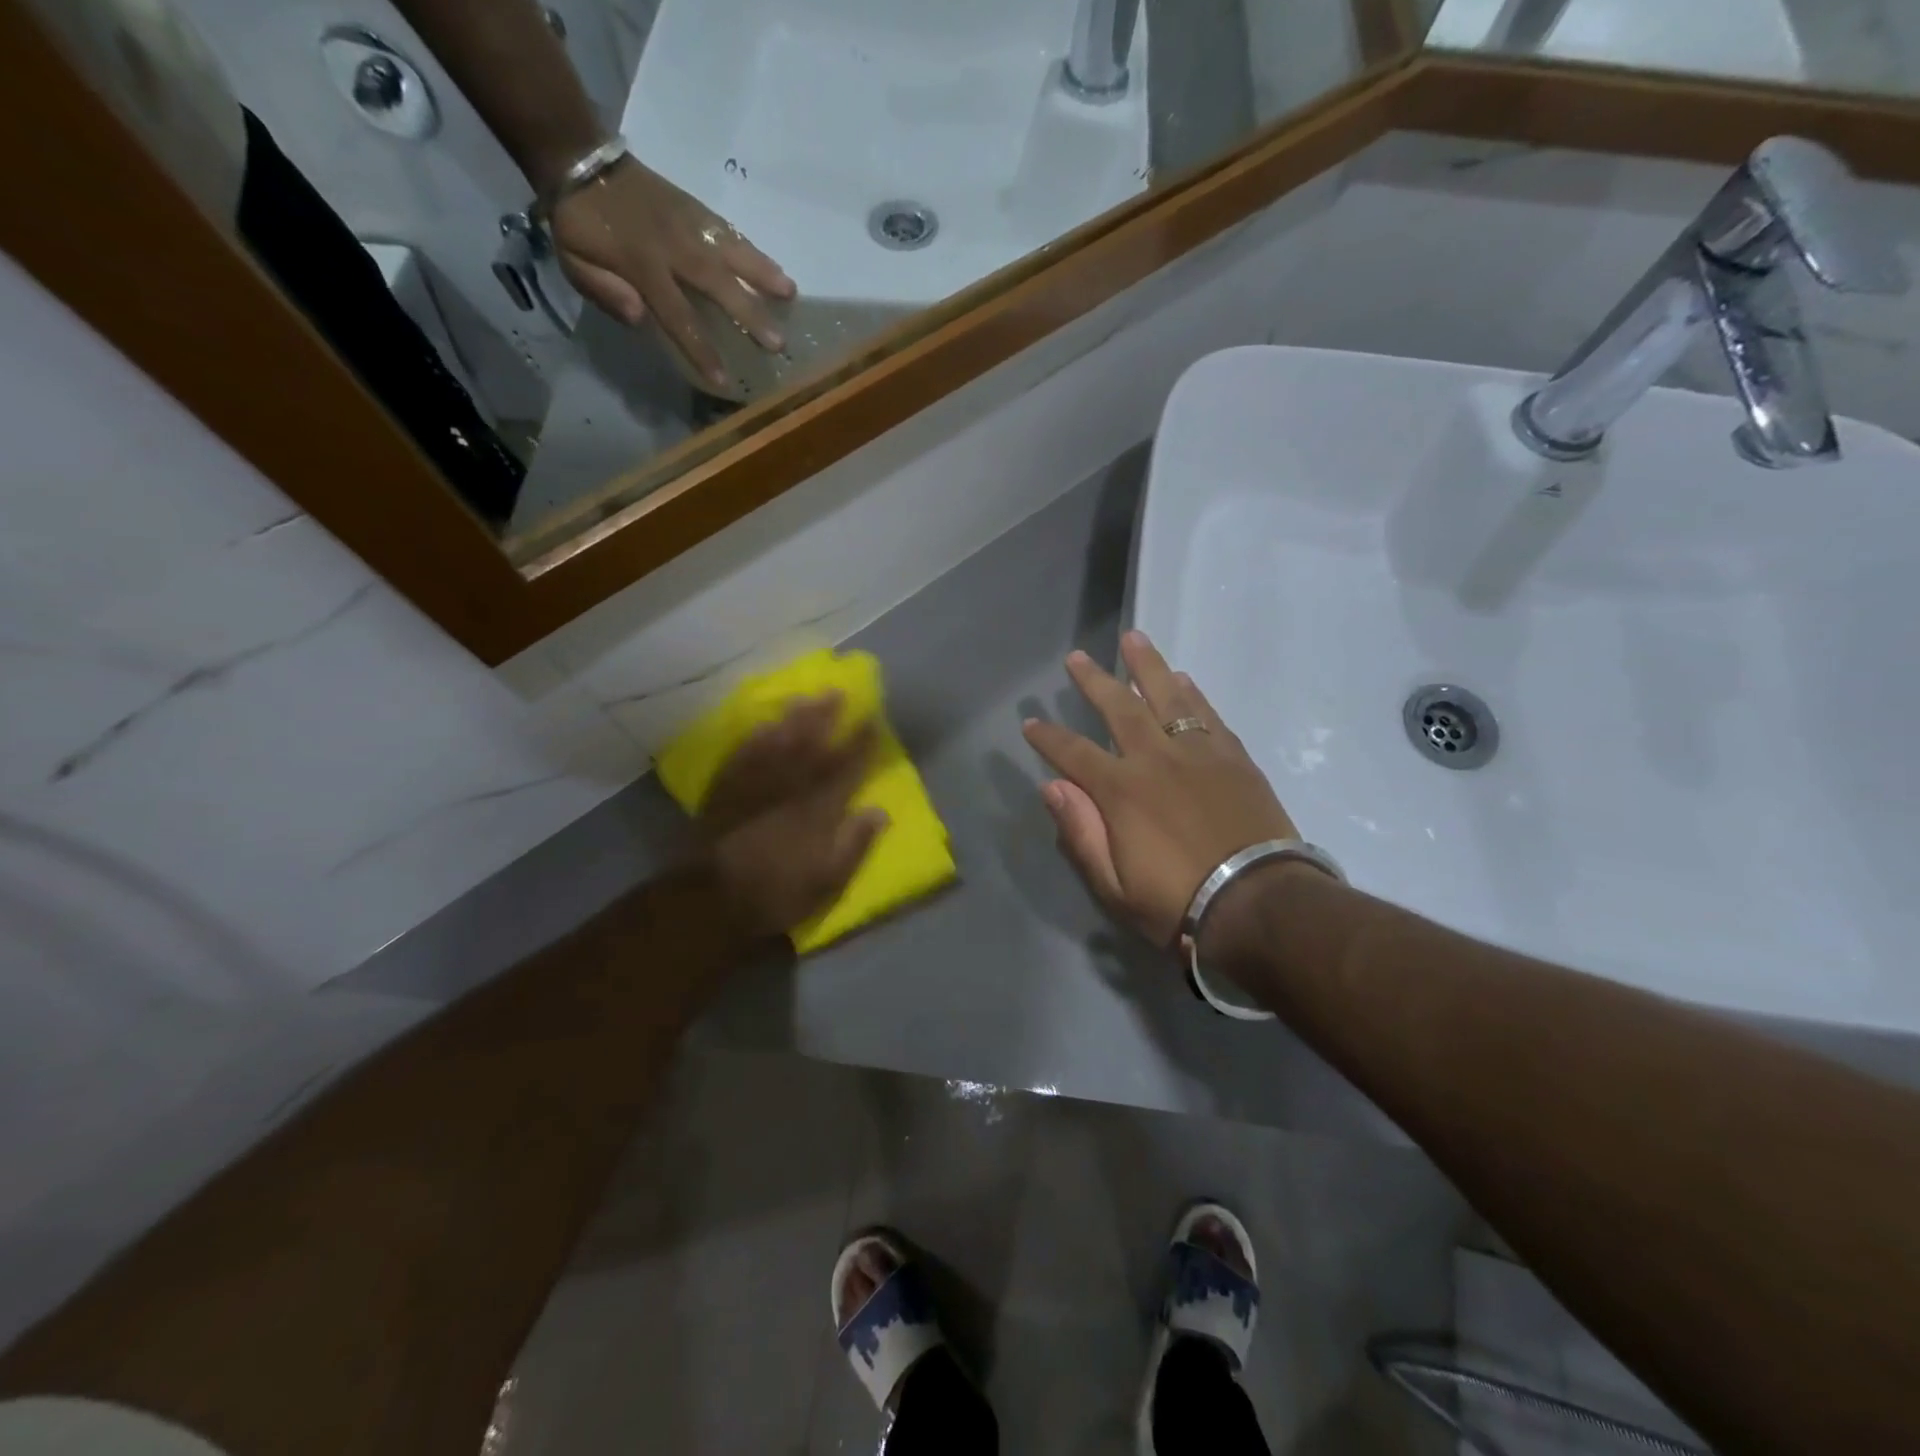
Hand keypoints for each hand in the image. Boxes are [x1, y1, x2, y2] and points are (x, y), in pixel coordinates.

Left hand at [550, 157, 795, 389]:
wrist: (580, 158)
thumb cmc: (580, 225)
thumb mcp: (574, 263)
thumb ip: (604, 292)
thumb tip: (641, 317)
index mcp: (642, 267)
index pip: (678, 316)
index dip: (701, 349)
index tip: (723, 379)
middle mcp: (674, 248)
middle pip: (717, 285)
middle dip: (748, 314)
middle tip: (778, 342)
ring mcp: (689, 225)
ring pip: (731, 252)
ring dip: (763, 275)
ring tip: (791, 295)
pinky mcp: (697, 210)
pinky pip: (730, 233)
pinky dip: (755, 252)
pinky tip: (777, 269)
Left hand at [698, 694, 887, 938]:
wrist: (711, 899)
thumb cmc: (777, 893)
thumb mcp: (828, 881)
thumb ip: (855, 843)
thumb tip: (880, 811)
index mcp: (818, 808)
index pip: (846, 767)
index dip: (861, 743)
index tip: (873, 720)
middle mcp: (789, 786)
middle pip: (811, 743)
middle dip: (827, 716)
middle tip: (838, 692)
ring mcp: (755, 784)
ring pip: (778, 740)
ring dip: (794, 718)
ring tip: (806, 698)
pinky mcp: (726, 789)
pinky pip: (745, 753)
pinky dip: (757, 736)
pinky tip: (765, 724)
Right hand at [1022, 631, 1298, 947]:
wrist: (1260, 904)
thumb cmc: (1178, 902)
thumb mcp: (1114, 885)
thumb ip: (1080, 832)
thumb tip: (1052, 787)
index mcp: (1122, 791)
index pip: (1074, 753)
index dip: (1048, 737)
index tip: (1030, 722)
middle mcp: (1157, 759)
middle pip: (1120, 707)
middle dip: (1094, 681)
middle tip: (1076, 657)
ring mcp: (1200, 754)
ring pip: (1168, 697)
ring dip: (1146, 666)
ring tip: (1132, 638)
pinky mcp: (1235, 759)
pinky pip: (1208, 715)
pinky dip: (1192, 693)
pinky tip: (1182, 679)